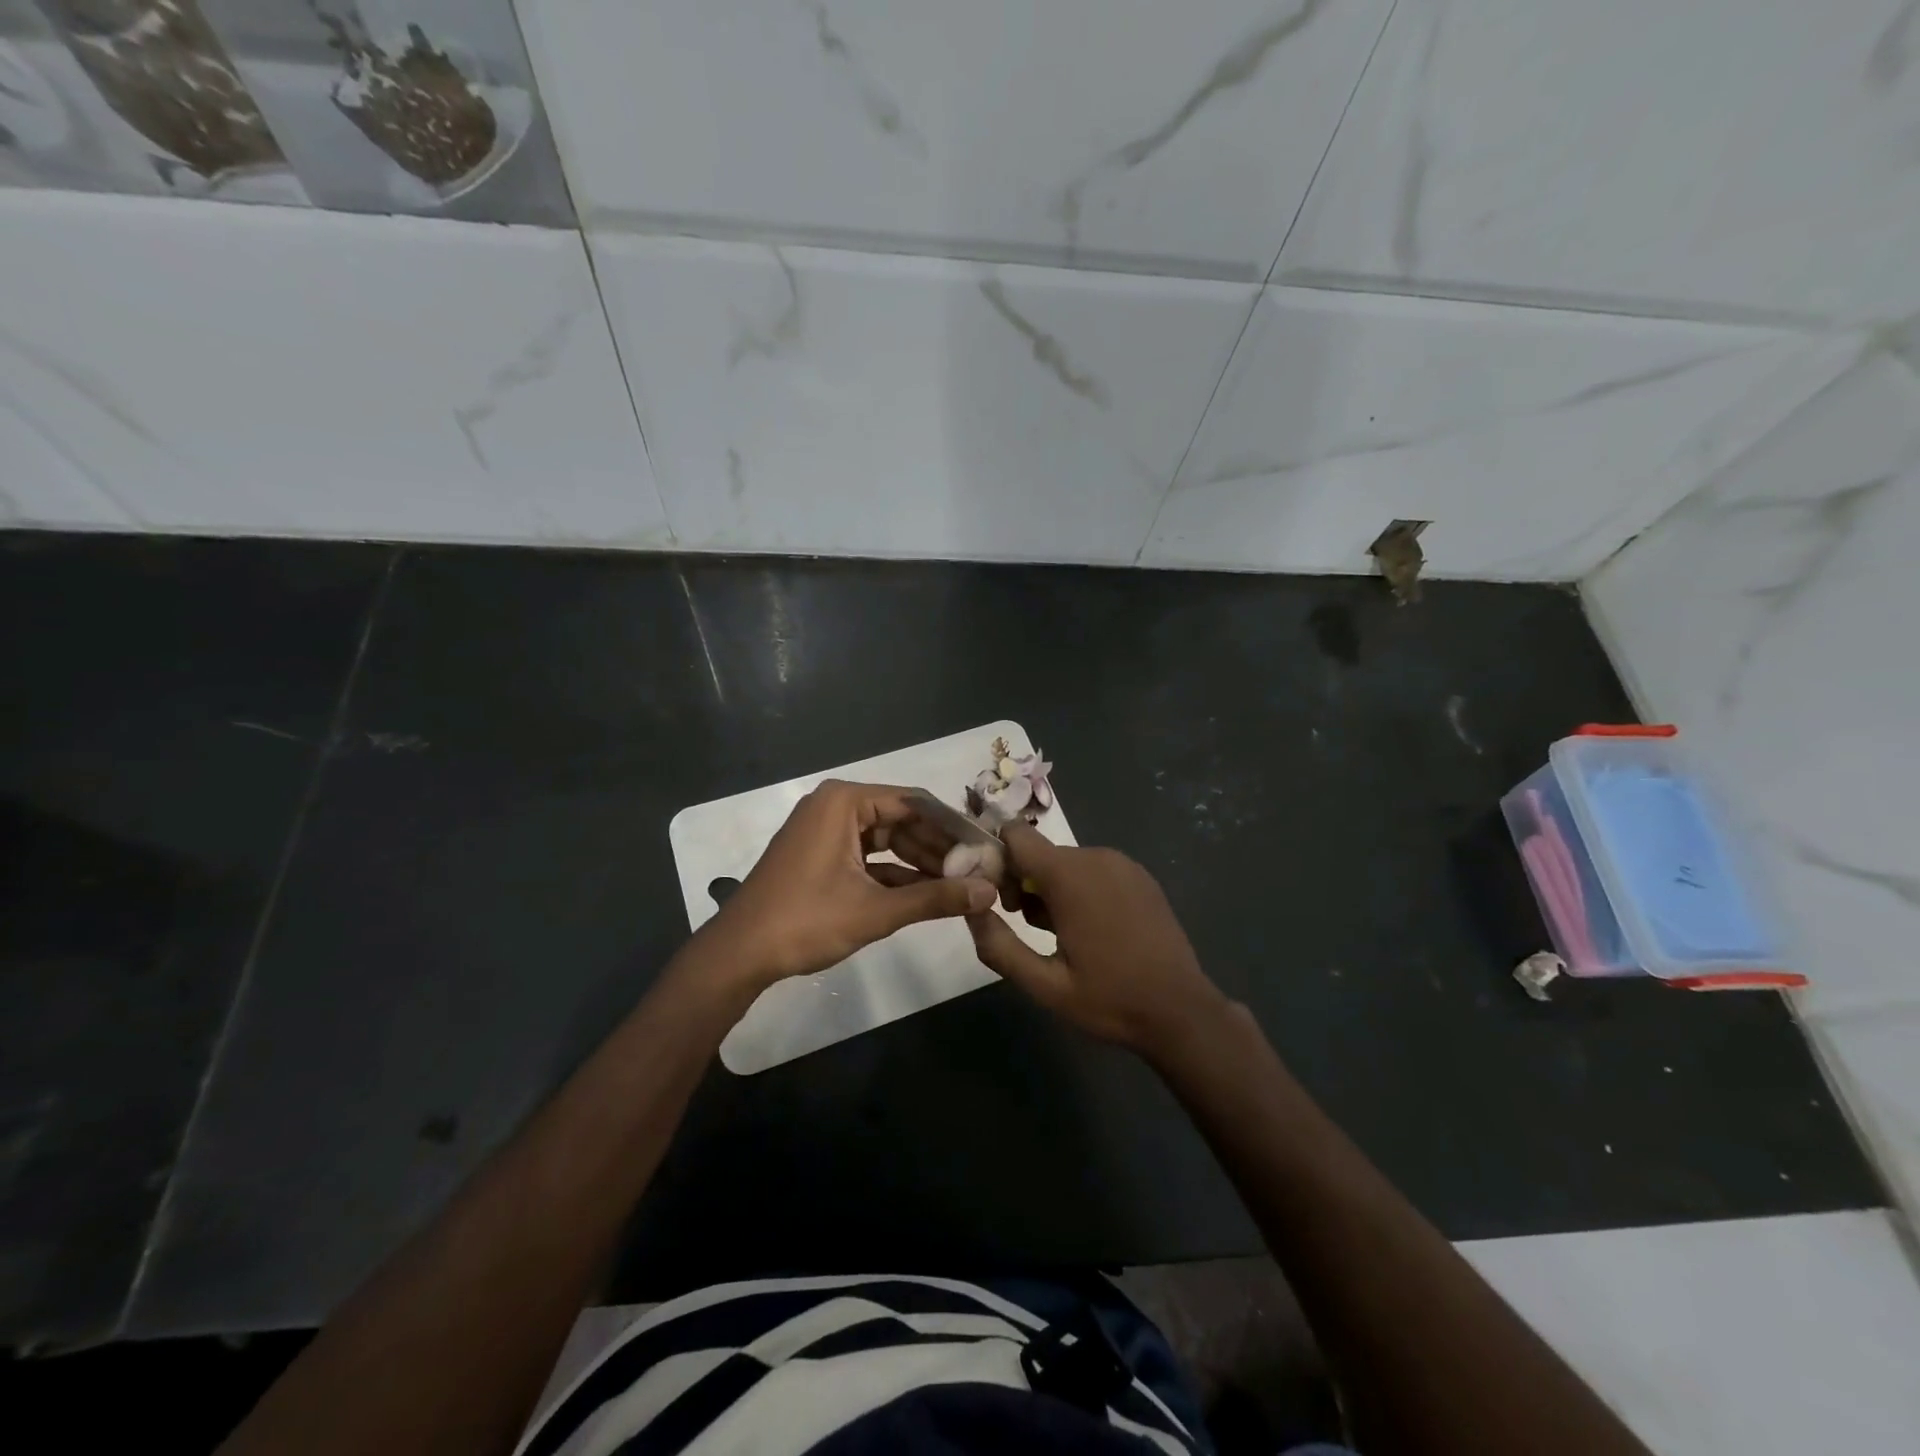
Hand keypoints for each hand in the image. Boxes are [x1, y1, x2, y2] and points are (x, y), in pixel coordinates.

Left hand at [695, 780, 997, 986]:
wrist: (739, 954)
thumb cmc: (805, 921)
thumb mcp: (876, 910)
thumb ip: (935, 899)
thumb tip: (989, 893)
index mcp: (845, 801)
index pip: (915, 803)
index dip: (953, 827)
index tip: (987, 848)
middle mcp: (836, 806)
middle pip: (903, 820)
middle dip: (939, 848)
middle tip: (979, 871)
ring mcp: (827, 831)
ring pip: (888, 840)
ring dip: (921, 863)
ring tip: (962, 884)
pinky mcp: (822, 855)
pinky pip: (869, 856)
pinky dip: (896, 875)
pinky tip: (929, 895)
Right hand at [965, 823, 1230, 1057]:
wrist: (1181, 1011)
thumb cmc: (1109, 999)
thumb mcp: (1044, 985)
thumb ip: (998, 945)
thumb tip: (971, 909)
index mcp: (1070, 875)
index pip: (1015, 834)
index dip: (996, 858)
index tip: (996, 896)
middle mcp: (1096, 856)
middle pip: (1040, 852)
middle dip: (1023, 882)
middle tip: (1029, 927)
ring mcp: (1123, 864)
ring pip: (1066, 862)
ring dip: (1052, 889)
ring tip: (1062, 936)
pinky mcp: (1139, 876)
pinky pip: (1093, 869)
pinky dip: (1081, 889)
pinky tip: (1092, 929)